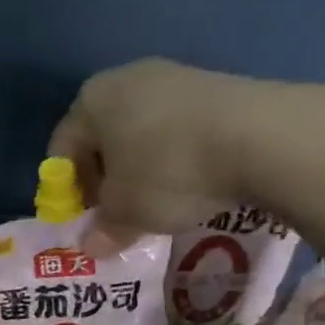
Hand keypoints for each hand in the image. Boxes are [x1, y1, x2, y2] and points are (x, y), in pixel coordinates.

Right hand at [50, 58, 324, 233]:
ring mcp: (174, 77)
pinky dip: (174, 157)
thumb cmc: (167, 171)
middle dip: (104, 180)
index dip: (67, 192)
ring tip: (157, 203)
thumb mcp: (126, 212)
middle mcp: (127, 79)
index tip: (85, 221)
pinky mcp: (215, 87)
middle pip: (101, 139)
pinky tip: (191, 183)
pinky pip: (177, 130)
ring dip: (140, 170)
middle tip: (117, 215)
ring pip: (140, 134)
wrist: (263, 136)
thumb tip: (91, 246)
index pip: (62, 150)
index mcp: (91, 100)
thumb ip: (103, 229)